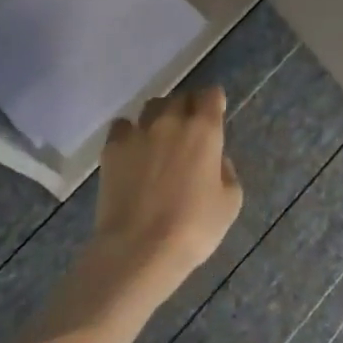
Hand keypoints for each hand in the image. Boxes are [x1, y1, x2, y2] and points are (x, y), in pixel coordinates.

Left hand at [90, 87, 242, 293]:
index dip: (214, 102)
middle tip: (190, 129)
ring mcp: (138, 132)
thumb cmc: (194, 228)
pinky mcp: (111, 148)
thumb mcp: (230, 202)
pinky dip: (130, 132)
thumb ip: (226, 171)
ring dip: (160, 116)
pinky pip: (122, 126)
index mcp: (204, 131)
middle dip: (188, 108)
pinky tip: (133, 151)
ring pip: (151, 107)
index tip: (215, 113)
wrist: (139, 248)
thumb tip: (215, 160)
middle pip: (181, 97)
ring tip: (160, 137)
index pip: (211, 95)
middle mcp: (171, 122)